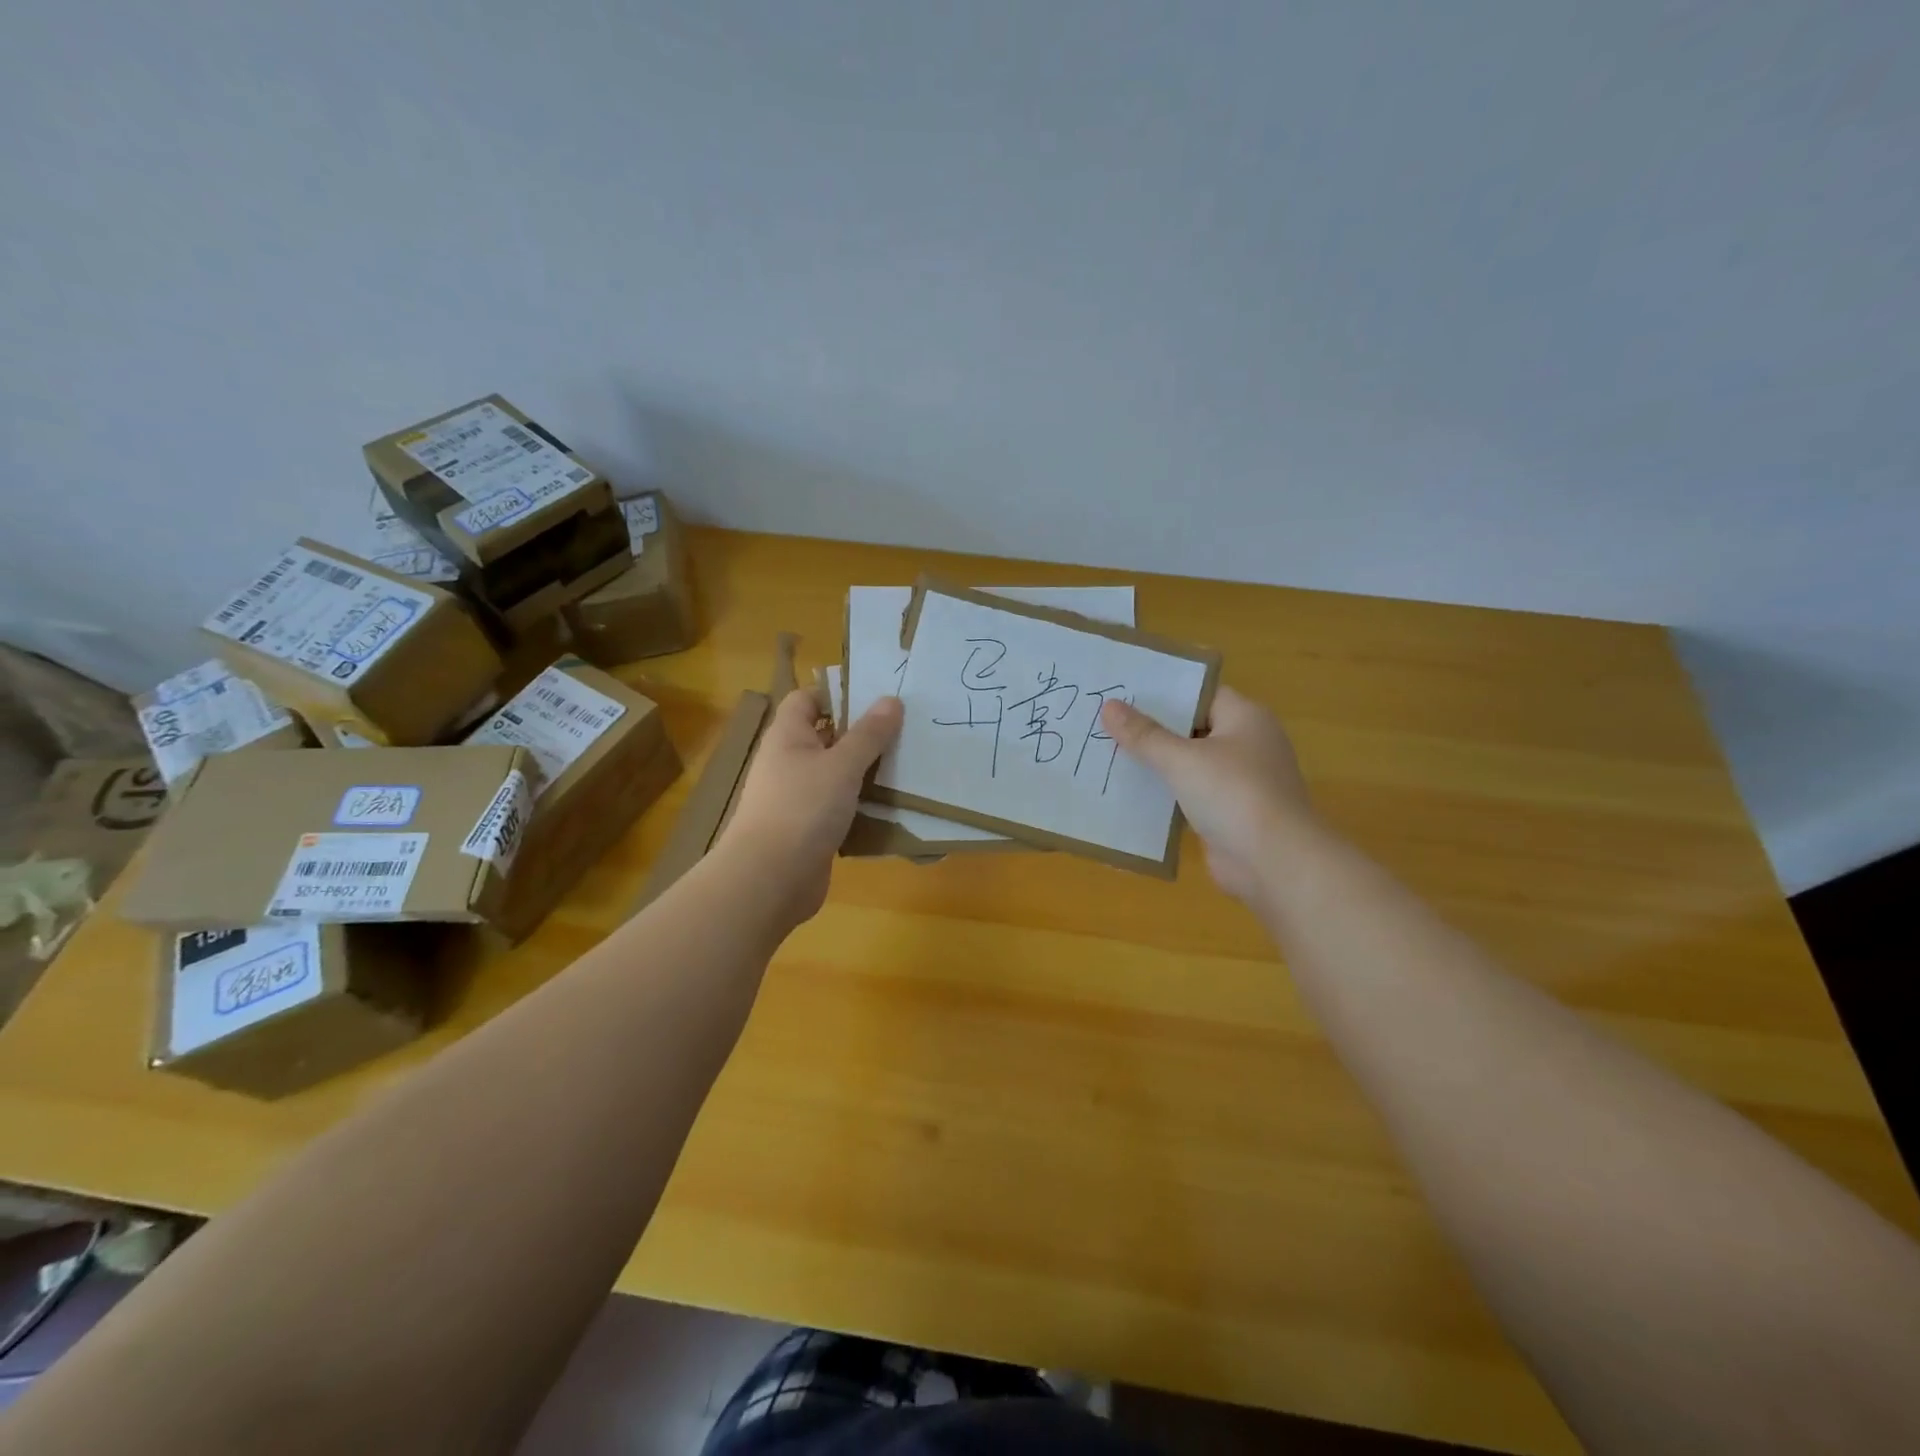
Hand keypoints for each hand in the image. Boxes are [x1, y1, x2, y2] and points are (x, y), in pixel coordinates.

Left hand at [714, 689, 903, 928]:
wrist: (770, 879)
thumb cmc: (802, 808)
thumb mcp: (842, 765)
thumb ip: (869, 734)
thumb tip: (892, 699)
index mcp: (788, 736)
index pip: (807, 699)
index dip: (838, 694)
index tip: (877, 698)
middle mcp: (789, 762)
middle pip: (826, 736)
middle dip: (862, 733)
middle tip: (905, 729)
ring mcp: (797, 797)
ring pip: (836, 774)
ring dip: (866, 771)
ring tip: (907, 764)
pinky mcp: (809, 829)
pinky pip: (839, 807)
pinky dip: (861, 805)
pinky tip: (891, 806)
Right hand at [1101, 685, 1313, 902]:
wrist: (1274, 862)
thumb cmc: (1233, 794)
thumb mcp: (1182, 759)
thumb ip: (1144, 735)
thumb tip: (1109, 706)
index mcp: (1245, 718)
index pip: (1200, 694)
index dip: (1163, 694)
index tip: (1123, 693)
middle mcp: (1246, 745)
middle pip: (1192, 729)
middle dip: (1152, 730)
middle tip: (1105, 722)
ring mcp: (1239, 782)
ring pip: (1188, 765)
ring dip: (1156, 765)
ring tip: (1108, 755)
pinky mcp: (1228, 814)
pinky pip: (1190, 796)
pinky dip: (1165, 795)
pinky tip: (1128, 795)